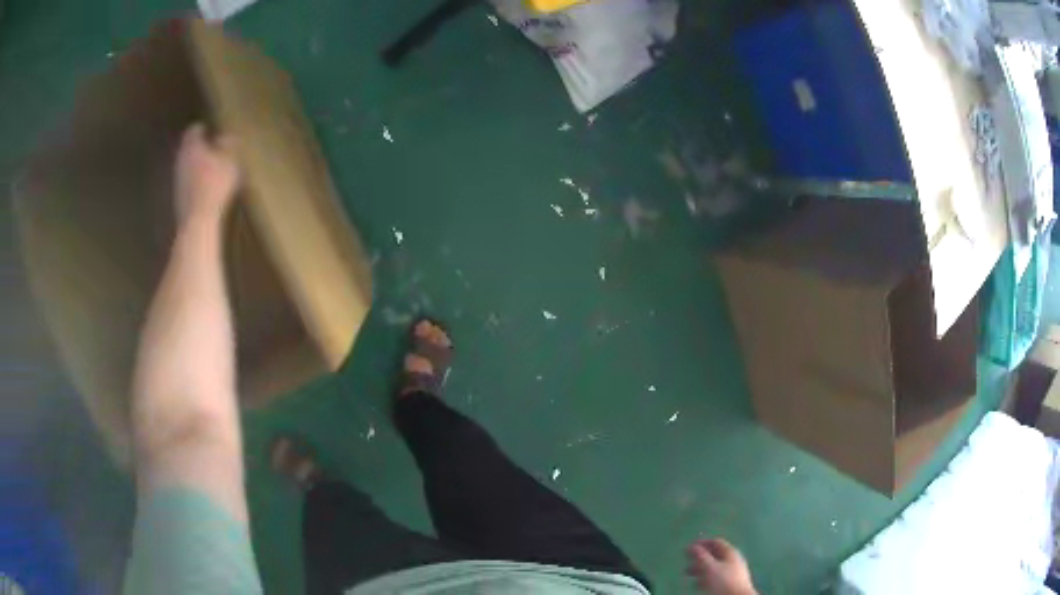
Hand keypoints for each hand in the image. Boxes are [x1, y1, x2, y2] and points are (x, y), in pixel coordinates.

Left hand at [174, 123, 239, 225]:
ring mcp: (177, 180)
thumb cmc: (215, 185)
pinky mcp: (178, 197)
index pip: (193, 130)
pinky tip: (203, 187)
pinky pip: (186, 182)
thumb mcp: (229, 161)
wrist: (198, 220)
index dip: (201, 129)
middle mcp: (180, 159)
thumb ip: (227, 146)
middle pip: (187, 148)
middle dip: (197, 147)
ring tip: (208, 168)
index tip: (208, 129)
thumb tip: (226, 136)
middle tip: (210, 148)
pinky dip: (193, 180)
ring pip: (185, 165)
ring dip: (195, 164)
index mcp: (192, 146)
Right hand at [687, 539, 756, 594]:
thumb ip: (701, 556)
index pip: (715, 542)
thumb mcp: (710, 567)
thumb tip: (692, 546)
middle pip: (714, 555)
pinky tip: (699, 584)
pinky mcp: (731, 582)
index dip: (702, 543)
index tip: (689, 546)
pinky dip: (706, 578)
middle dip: (699, 558)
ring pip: (714, 567)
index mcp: (730, 552)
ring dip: (700, 569)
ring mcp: (733, 571)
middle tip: (687, 561)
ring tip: (689, 574)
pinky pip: (716, 577)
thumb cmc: (724, 580)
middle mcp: (733, 559)